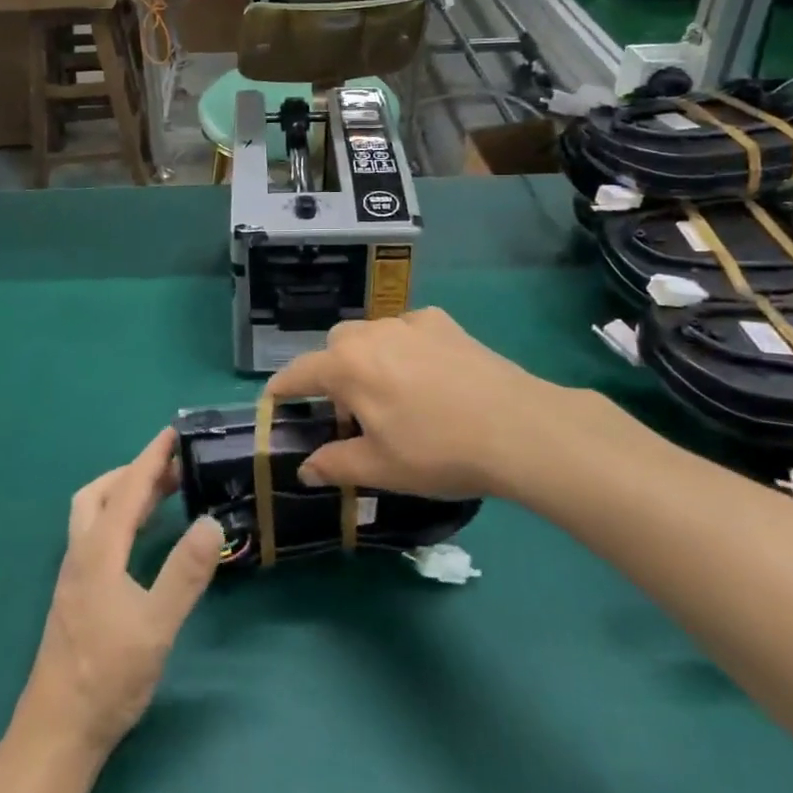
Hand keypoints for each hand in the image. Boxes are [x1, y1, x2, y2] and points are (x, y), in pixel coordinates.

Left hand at [20, 428, 222, 755]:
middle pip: (100, 494)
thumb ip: (184, 573)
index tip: (173, 433)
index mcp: (98, 552)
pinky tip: (139, 539)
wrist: (58, 732)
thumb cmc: (108, 676)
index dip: (151, 458)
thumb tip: (211, 521)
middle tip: (172, 468)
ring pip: (92, 514)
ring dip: (124, 494)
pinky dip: (119, 518)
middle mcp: (81, 554)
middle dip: (134, 472)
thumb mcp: (156, 625)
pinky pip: (96, 535)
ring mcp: (74, 575)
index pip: (127, 490)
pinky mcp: (76, 595)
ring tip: (161, 495)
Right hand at [266, 307, 571, 500]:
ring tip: (390, 392)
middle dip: (330, 372)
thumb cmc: (438, 452)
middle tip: (348, 410)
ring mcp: (410, 323)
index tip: (274, 399)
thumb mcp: (381, 469)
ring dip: (368, 358)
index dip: (282, 388)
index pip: (299, 372)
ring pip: (372, 334)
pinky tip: (427, 374)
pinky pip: (408, 330)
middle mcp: (372, 334)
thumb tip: (305, 470)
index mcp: (347, 367)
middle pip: (335, 346)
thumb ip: (335, 465)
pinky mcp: (445, 323)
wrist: (517, 428)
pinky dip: (404, 347)